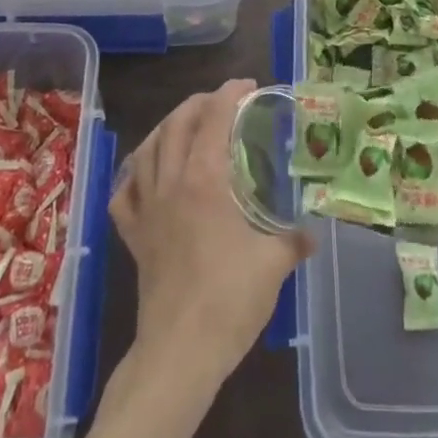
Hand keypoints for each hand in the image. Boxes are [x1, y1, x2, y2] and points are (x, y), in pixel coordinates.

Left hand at [110, 79, 312, 390]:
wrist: (179, 352)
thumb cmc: (230, 300)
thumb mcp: (274, 264)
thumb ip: (294, 239)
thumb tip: (311, 233)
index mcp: (205, 180)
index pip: (213, 118)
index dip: (229, 94)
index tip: (248, 85)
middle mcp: (171, 183)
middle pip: (176, 124)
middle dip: (199, 103)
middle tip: (223, 101)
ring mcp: (147, 209)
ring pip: (147, 150)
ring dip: (167, 127)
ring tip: (186, 124)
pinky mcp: (134, 236)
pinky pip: (125, 192)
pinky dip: (135, 174)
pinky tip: (147, 174)